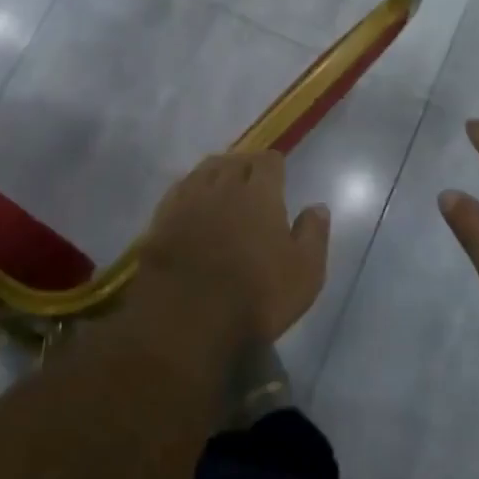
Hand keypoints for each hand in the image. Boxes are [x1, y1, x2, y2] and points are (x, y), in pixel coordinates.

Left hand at [135, 151, 330, 346]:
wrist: (186, 318)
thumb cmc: (255, 296)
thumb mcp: (304, 273)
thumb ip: (313, 235)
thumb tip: (317, 207)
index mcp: (260, 193)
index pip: (268, 161)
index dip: (274, 165)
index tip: (278, 175)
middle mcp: (222, 186)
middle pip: (234, 160)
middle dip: (245, 165)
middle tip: (251, 180)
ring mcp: (188, 200)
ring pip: (203, 171)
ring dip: (216, 173)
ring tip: (222, 186)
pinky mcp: (161, 218)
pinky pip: (179, 190)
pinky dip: (190, 190)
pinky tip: (192, 203)